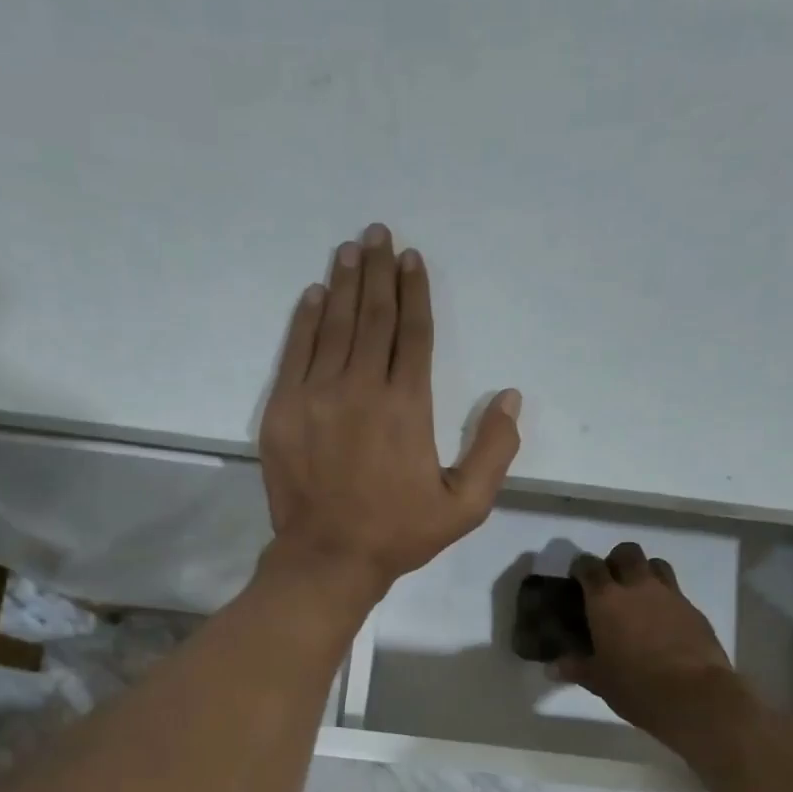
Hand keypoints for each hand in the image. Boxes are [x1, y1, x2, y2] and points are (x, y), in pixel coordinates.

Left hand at [259, 224, 522, 603]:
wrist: (327, 557)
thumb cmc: (399, 533)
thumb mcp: (465, 506)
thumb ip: (494, 450)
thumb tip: (509, 397)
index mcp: (407, 407)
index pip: (412, 333)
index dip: (414, 292)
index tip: (411, 259)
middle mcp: (361, 388)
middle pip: (373, 317)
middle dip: (378, 272)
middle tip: (378, 233)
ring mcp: (316, 396)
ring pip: (334, 326)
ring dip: (345, 284)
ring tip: (351, 249)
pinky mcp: (283, 410)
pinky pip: (297, 351)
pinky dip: (306, 319)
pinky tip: (315, 294)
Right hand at [558, 543, 735, 739]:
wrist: (694, 696)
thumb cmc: (635, 686)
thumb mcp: (598, 680)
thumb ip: (576, 668)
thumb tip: (553, 667)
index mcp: (606, 599)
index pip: (589, 566)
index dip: (581, 567)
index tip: (576, 579)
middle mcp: (638, 587)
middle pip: (627, 552)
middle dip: (616, 560)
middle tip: (609, 583)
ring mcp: (670, 596)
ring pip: (656, 564)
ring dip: (644, 572)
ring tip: (638, 596)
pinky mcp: (694, 611)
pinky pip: (676, 592)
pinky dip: (665, 599)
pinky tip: (662, 623)